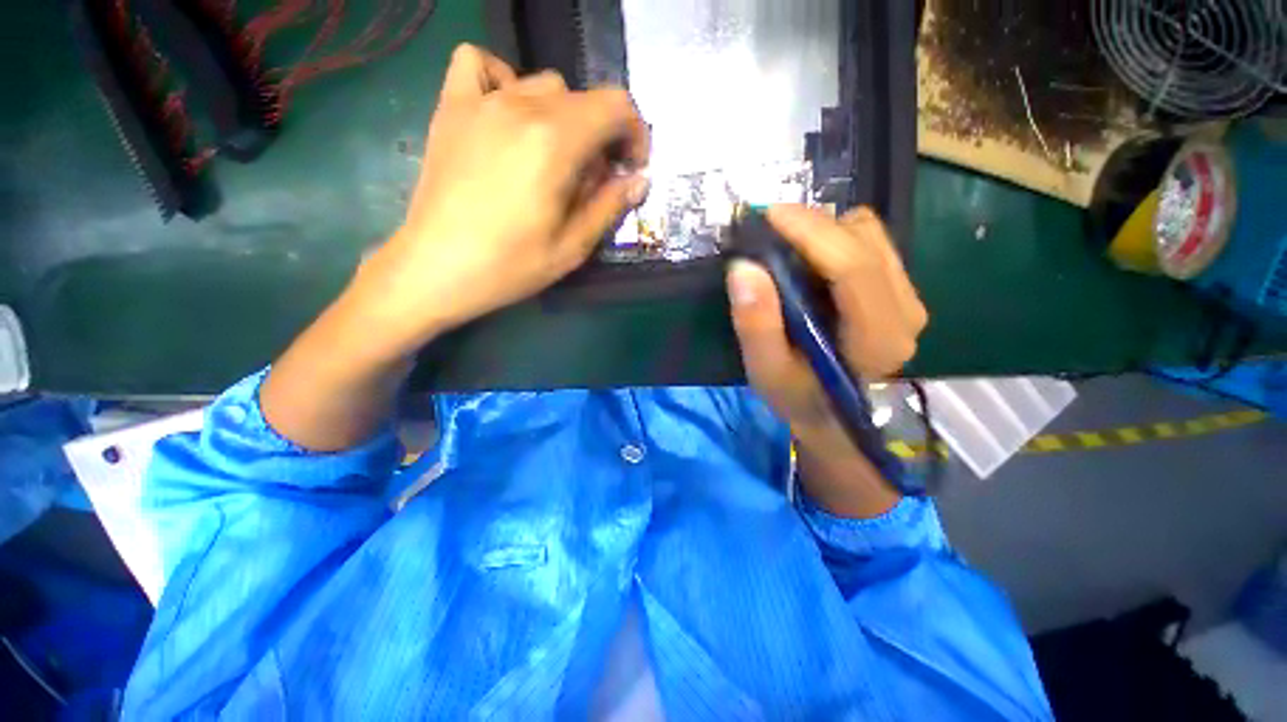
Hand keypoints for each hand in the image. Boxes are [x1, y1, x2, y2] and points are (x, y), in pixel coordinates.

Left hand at [351, 44, 651, 356]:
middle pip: (582, 98)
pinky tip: (506, 114)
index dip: (634, 134)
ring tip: (551, 157)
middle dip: (601, 134)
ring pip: (542, 84)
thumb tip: (639, 180)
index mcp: (556, 142)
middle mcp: (521, 107)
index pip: (615, 107)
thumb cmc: (510, 266)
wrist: (436, 268)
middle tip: (591, 178)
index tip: (629, 168)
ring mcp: (481, 102)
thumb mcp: (573, 247)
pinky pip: (480, 64)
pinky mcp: (451, 107)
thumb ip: (609, 206)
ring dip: (562, 116)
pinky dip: (503, 80)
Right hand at [726, 205, 927, 514]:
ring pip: (869, 234)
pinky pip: (869, 243)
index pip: (853, 267)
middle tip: (766, 232)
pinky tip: (807, 260)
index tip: (767, 214)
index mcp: (876, 338)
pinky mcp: (899, 290)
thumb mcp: (767, 371)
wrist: (836, 416)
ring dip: (822, 231)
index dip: (810, 232)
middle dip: (811, 225)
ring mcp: (908, 297)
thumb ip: (756, 325)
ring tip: (785, 247)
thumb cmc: (799, 398)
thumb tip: (743, 267)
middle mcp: (906, 311)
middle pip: (863, 239)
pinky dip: (833, 240)